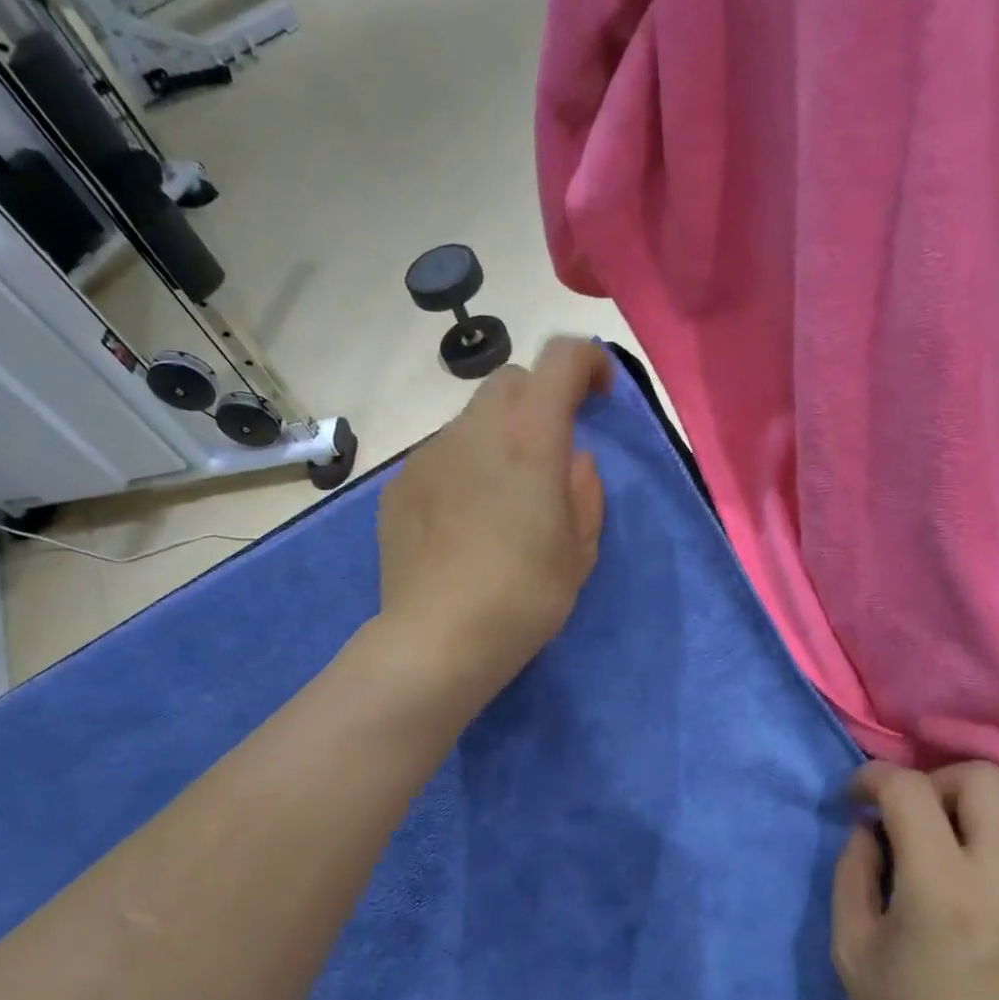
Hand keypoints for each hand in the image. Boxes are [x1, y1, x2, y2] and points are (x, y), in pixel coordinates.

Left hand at [376, 336, 611, 701]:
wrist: (437, 639)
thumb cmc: (524, 597)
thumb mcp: (580, 550)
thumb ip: (584, 491)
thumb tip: (572, 461)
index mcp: (530, 439)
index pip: (561, 360)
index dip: (588, 360)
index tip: (600, 391)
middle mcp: (474, 430)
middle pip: (509, 380)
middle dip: (538, 400)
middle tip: (550, 450)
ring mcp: (429, 455)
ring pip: (471, 420)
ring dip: (497, 438)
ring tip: (501, 499)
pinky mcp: (398, 484)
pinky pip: (440, 457)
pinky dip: (462, 469)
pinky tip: (462, 522)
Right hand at [832, 762, 998, 999]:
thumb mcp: (852, 949)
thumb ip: (853, 871)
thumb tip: (868, 827)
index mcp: (942, 887)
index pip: (910, 788)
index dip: (873, 778)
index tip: (856, 798)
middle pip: (983, 776)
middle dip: (935, 779)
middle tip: (910, 816)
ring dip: (974, 807)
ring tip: (947, 843)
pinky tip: (980, 881)